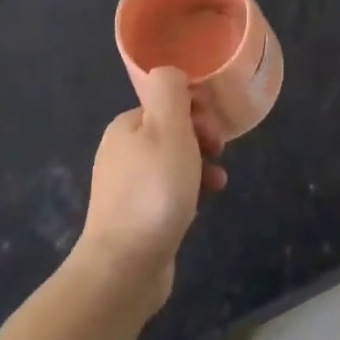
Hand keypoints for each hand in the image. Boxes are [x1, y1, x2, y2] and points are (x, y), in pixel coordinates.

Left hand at [76, 68, 226, 310]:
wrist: (125, 266)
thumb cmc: (154, 191)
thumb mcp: (168, 128)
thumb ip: (170, 91)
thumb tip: (172, 73)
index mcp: (126, 126)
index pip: (167, 103)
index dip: (196, 110)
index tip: (215, 130)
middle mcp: (121, 152)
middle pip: (171, 131)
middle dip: (201, 139)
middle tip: (217, 154)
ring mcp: (126, 187)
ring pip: (173, 163)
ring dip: (200, 167)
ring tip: (218, 182)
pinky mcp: (136, 217)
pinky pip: (168, 192)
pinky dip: (189, 192)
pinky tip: (202, 205)